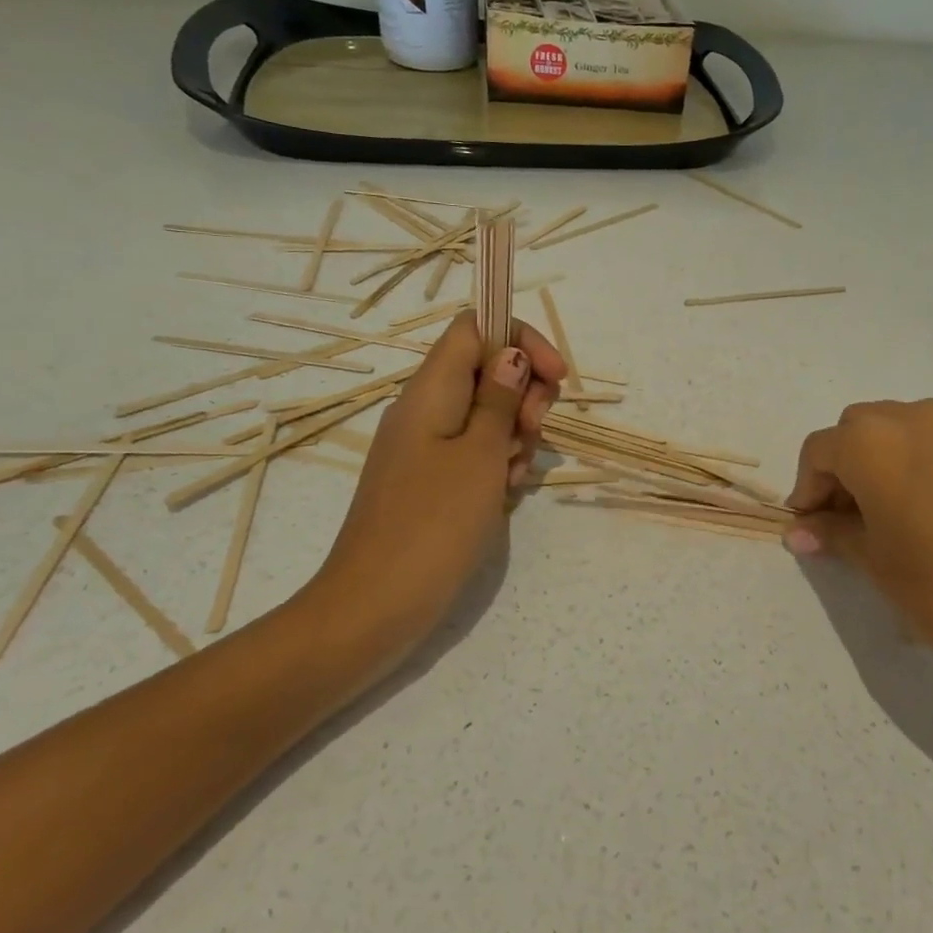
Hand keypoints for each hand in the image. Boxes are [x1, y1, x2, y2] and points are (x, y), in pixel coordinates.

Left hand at [304, 312, 565, 649]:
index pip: (475, 328)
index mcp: (430, 390)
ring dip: (514, 434)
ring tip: (514, 475)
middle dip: (524, 393)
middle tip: (532, 432)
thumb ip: (500, 400)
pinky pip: (472, 452)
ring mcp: (425, 447)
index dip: (520, 339)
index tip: (556, 376)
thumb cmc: (434, 524)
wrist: (377, 605)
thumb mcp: (480, 456)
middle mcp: (424, 409)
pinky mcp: (430, 480)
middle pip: (486, 370)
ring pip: (485, 414)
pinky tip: (505, 493)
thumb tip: (511, 356)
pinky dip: (496, 463)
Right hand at [785, 399, 932, 719]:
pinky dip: (924, 468)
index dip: (807, 487)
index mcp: (874, 441)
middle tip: (845, 519)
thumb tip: (800, 531)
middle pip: (860, 430)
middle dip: (843, 468)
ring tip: (890, 517)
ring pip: (904, 431)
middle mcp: (917, 419)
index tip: (809, 525)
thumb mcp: (873, 561)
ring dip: (884, 463)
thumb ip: (831, 532)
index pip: (820, 450)